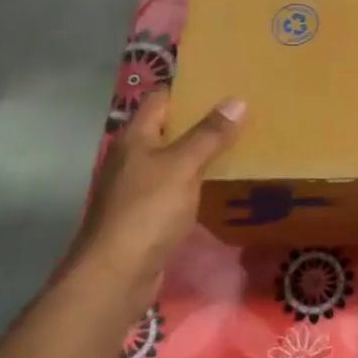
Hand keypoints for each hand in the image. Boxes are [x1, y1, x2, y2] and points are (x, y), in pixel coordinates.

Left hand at [65, 89, 243, 302]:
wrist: (116, 273)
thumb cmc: (147, 210)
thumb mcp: (183, 166)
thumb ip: (209, 135)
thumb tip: (237, 101)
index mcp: (135, 138)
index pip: (160, 100)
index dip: (188, 89)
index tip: (222, 84)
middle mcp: (132, 159)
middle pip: (167, 130)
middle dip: (200, 122)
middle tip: (240, 114)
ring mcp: (136, 189)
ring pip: (173, 162)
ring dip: (199, 155)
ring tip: (239, 147)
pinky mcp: (145, 216)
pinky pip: (175, 190)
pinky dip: (195, 184)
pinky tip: (219, 187)